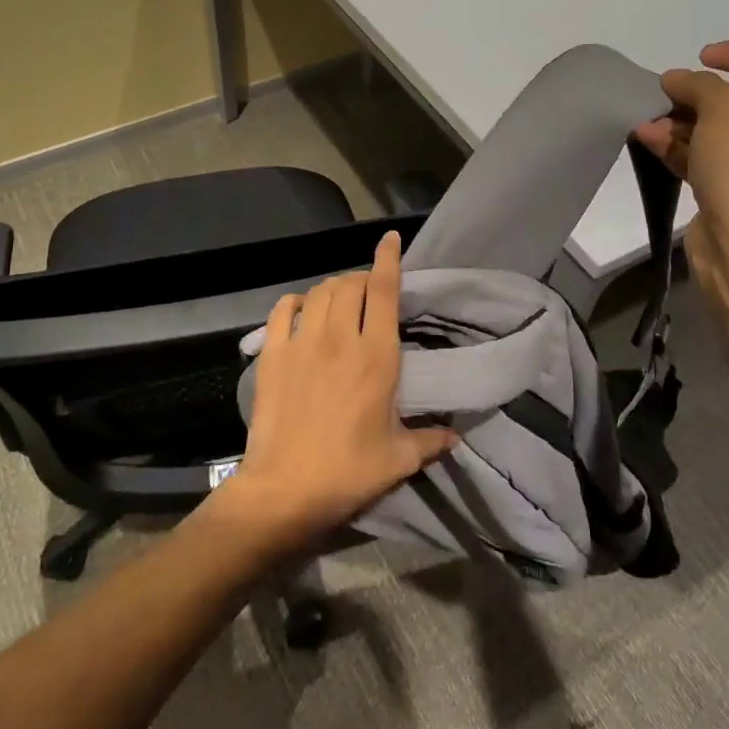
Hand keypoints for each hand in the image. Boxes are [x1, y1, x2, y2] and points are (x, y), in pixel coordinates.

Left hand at [218, 231, 456, 549]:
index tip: (390, 239)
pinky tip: (302, 308)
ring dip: (333, 287)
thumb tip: (456, 437)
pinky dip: (296, 301)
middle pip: (350, 285)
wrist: (285, 488)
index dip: (388, 260)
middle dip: (361, 278)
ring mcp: (302, 343)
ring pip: (319, 292)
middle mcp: (340, 338)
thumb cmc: (348, 471)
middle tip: (368, 291)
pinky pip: (283, 310)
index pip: (384, 292)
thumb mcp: (398, 459)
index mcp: (376, 357)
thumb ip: (430, 441)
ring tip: (340, 299)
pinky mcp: (273, 355)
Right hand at [634, 41, 728, 284]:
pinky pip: (702, 159)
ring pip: (716, 132)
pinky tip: (646, 137)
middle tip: (663, 93)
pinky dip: (677, 147)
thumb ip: (701, 85)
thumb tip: (676, 80)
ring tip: (646, 119)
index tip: (699, 56)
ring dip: (679, 122)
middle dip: (696, 96)